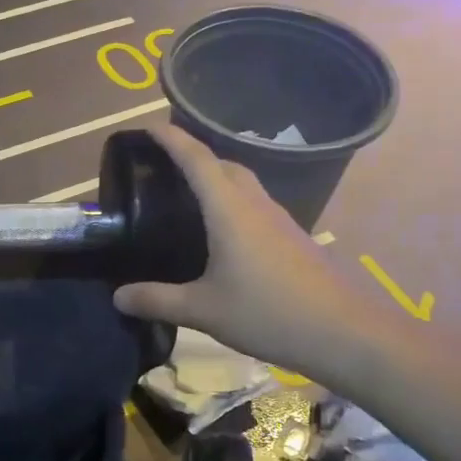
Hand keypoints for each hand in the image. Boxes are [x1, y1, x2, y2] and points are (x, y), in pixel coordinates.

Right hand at [112, 124, 365, 374]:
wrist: (343, 333)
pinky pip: (255, 206)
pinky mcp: (292, 239)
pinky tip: (222, 235)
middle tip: (163, 167)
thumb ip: (158, 300)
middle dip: (194, 156)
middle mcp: (255, 205)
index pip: (197, 159)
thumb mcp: (203, 310)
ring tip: (188, 197)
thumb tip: (117, 297)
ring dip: (217, 179)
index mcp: (229, 210)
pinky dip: (232, 204)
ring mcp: (279, 221)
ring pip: (243, 185)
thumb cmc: (268, 313)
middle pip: (223, 165)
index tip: (148, 126)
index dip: (172, 139)